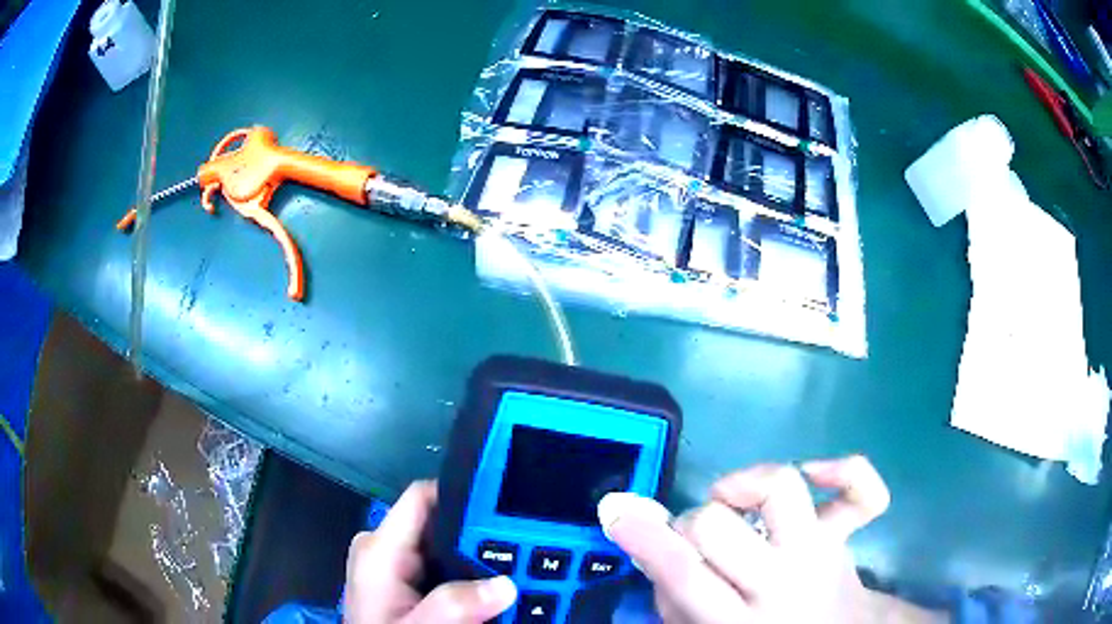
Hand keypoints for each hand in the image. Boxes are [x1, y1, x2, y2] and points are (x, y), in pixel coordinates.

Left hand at [343, 481, 517, 622]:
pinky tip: (490, 592)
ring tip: (516, 572)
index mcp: (379, 550)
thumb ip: (454, 606)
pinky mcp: (407, 586)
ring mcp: (395, 569)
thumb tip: (504, 585)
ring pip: (448, 548)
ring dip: (480, 562)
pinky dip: (470, 577)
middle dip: (481, 538)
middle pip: (441, 524)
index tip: (508, 509)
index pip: (422, 498)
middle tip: (523, 554)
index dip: (464, 493)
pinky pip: (446, 568)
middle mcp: (385, 551)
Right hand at [599, 456, 943, 623]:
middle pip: (718, 526)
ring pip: (780, 488)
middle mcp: (781, 585)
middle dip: (691, 524)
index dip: (645, 538)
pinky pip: (863, 490)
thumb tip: (652, 542)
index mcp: (737, 622)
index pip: (684, 575)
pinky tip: (812, 473)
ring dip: (743, 484)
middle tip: (698, 538)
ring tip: (736, 500)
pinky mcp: (848, 533)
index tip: (617, 509)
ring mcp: (820, 553)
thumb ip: (674, 598)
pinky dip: (843, 470)